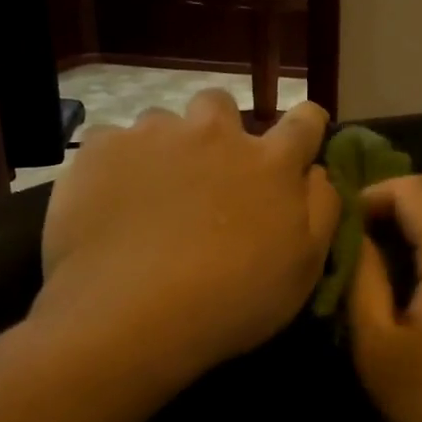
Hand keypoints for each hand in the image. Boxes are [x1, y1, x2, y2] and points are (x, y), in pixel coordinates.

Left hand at [33, 93, 340, 382]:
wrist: (130, 315)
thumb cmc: (232, 300)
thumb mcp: (304, 268)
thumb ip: (321, 209)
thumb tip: (316, 172)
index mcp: (271, 163)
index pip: (304, 121)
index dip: (305, 126)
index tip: (298, 143)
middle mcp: (215, 134)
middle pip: (222, 107)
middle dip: (220, 130)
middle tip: (209, 175)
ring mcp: (154, 136)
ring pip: (163, 123)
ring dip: (166, 149)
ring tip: (152, 196)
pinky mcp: (101, 149)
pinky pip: (112, 143)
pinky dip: (118, 167)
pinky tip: (111, 205)